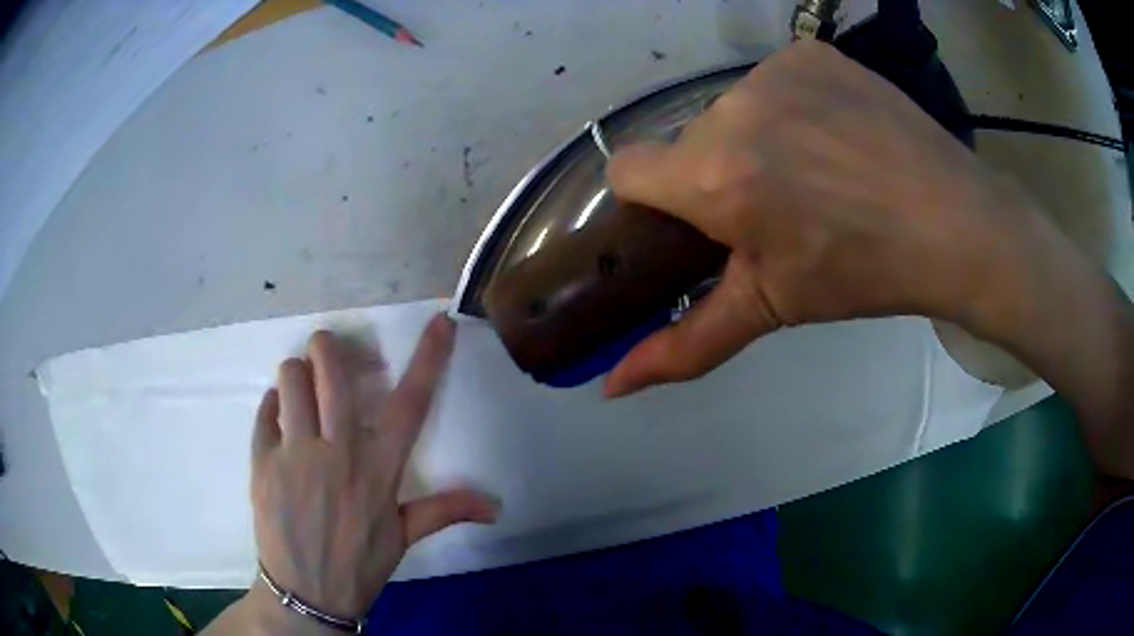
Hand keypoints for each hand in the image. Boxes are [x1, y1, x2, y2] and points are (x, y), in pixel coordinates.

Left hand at [249, 315, 497, 622]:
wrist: (307, 593)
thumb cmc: (359, 563)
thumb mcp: (403, 537)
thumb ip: (445, 511)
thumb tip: (495, 507)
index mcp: (379, 470)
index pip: (411, 404)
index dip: (429, 359)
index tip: (439, 323)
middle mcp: (338, 453)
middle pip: (332, 372)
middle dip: (328, 347)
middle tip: (327, 352)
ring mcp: (295, 455)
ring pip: (291, 380)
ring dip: (296, 373)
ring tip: (300, 388)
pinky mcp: (263, 463)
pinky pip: (265, 411)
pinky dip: (272, 404)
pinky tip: (279, 417)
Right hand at [603, 41, 1048, 397]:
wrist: (955, 222)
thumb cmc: (865, 272)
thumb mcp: (773, 308)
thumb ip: (685, 346)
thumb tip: (613, 387)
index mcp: (716, 175)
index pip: (628, 169)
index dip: (655, 200)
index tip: (698, 221)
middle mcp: (734, 108)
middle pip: (690, 142)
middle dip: (717, 175)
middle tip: (777, 206)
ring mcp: (776, 71)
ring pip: (732, 109)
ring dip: (754, 138)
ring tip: (814, 170)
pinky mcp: (810, 54)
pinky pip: (774, 80)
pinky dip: (791, 106)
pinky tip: (834, 133)